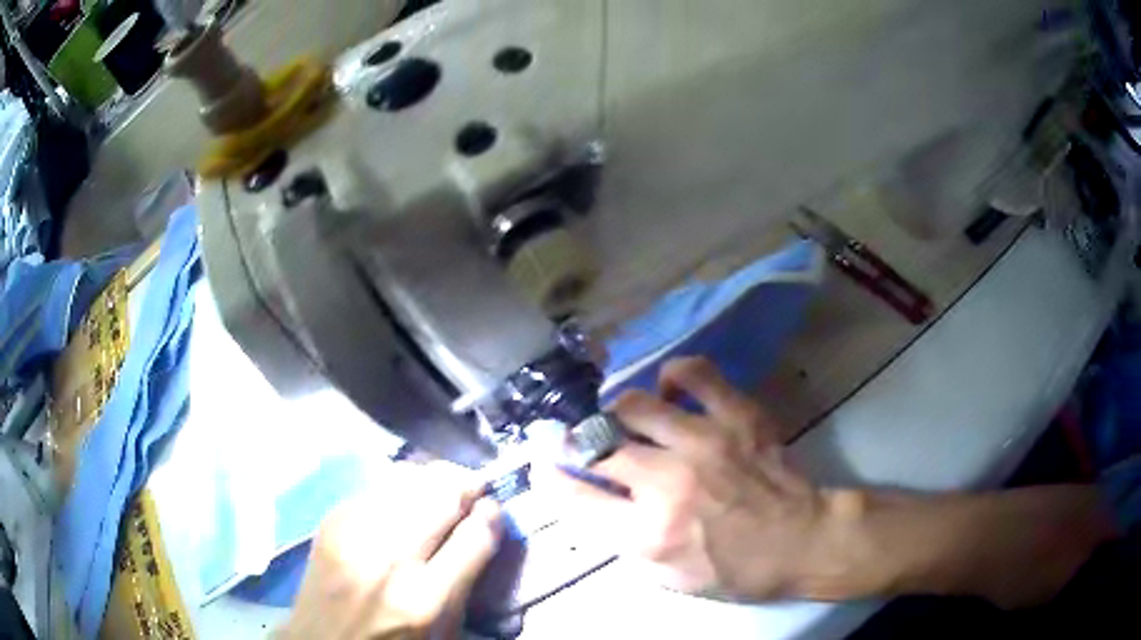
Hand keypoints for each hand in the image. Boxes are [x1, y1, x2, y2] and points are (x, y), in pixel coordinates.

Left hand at [278, 463, 502, 639]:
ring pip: (408, 478)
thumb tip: (485, 523)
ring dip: (432, 481)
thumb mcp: (443, 627)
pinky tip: (401, 501)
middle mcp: (388, 559)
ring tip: (438, 490)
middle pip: (441, 494)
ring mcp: (354, 533)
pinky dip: (399, 487)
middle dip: (465, 484)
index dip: (492, 515)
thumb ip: (467, 576)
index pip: (475, 537)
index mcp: (425, 599)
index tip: (493, 508)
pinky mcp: (331, 519)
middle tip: (471, 490)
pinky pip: (378, 484)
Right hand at [550, 357, 843, 601]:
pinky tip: (672, 392)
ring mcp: (705, 442)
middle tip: (583, 443)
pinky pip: (694, 373)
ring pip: (634, 405)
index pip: (574, 498)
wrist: (803, 541)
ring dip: (620, 415)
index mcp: (649, 534)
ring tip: (629, 423)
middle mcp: (669, 484)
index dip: (549, 477)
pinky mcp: (738, 416)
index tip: (543, 465)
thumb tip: (591, 500)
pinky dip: (674, 378)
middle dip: (576, 443)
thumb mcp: (669, 578)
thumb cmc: (736, 569)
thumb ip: (622, 542)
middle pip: (596, 446)